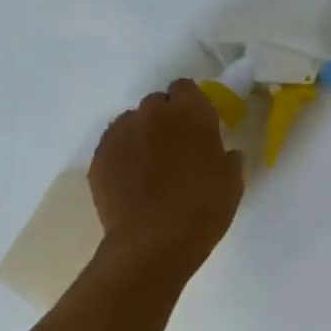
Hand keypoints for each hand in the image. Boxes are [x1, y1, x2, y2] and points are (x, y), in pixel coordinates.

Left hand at [89, 80, 243, 274]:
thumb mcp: (232, 181)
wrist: (153, 242)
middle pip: (157, 103)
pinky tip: (132, 181)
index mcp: (191, 112)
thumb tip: (225, 154)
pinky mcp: (99, 158)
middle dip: (166, 118)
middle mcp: (152, 114)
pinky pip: (114, 146)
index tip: (199, 125)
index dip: (192, 104)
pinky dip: (123, 156)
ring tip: (151, 166)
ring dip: (142, 135)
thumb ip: (228, 158)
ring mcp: (120, 134)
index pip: (186, 88)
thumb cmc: (204, 207)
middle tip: (177, 146)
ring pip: (132, 123)